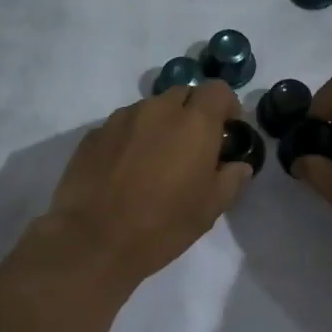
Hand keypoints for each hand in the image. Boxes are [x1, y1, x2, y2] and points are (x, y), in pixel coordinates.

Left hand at [42, 80, 251, 285]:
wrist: (93, 241)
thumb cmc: (162, 226)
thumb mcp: (209, 210)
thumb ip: (230, 180)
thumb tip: (239, 165)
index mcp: (193, 123)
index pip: (217, 90)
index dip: (226, 105)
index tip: (226, 130)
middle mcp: (157, 110)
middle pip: (182, 94)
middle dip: (193, 113)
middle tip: (192, 147)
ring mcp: (121, 119)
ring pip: (150, 109)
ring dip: (160, 125)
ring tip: (155, 160)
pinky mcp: (93, 134)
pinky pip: (122, 126)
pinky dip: (132, 138)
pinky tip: (126, 170)